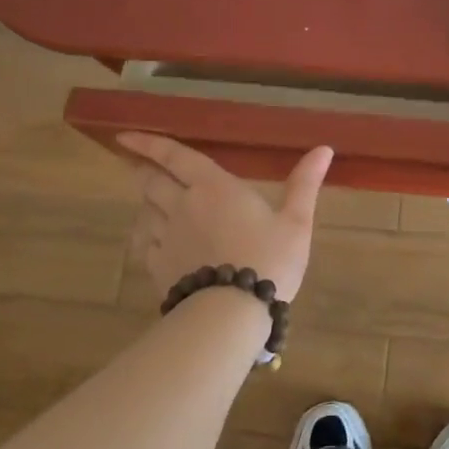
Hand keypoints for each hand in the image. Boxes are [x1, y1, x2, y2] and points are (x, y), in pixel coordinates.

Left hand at [120, 133, 333, 301]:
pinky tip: (156, 240)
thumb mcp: (296, 221)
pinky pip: (145, 243)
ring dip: (148, 203)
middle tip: (138, 165)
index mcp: (213, 187)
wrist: (232, 313)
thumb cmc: (269, 259)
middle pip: (151, 182)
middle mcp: (182, 206)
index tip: (124, 136)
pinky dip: (148, 235)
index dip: (149, 143)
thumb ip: (304, 183)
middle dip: (143, 170)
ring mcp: (166, 238)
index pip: (174, 156)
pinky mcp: (158, 267)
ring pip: (146, 212)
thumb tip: (324, 149)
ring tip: (153, 202)